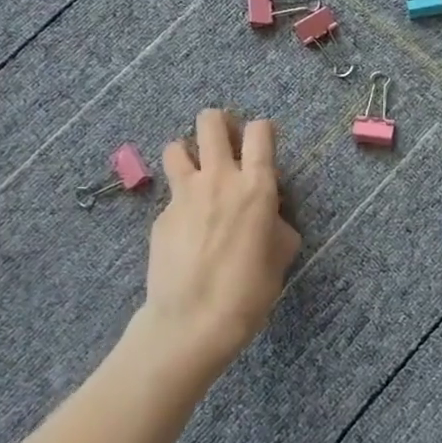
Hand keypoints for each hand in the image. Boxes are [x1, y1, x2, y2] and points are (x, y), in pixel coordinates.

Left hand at [134, 109, 301, 373]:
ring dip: (190, 152)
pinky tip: (187, 231)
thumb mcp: (282, 253)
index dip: (263, 130)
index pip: (260, 131)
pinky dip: (181, 200)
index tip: (264, 142)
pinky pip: (171, 194)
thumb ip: (277, 222)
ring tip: (198, 174)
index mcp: (256, 185)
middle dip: (220, 122)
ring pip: (177, 145)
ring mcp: (183, 195)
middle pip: (211, 121)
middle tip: (227, 143)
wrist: (193, 321)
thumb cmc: (250, 290)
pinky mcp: (160, 215)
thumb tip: (268, 214)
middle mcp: (218, 178)